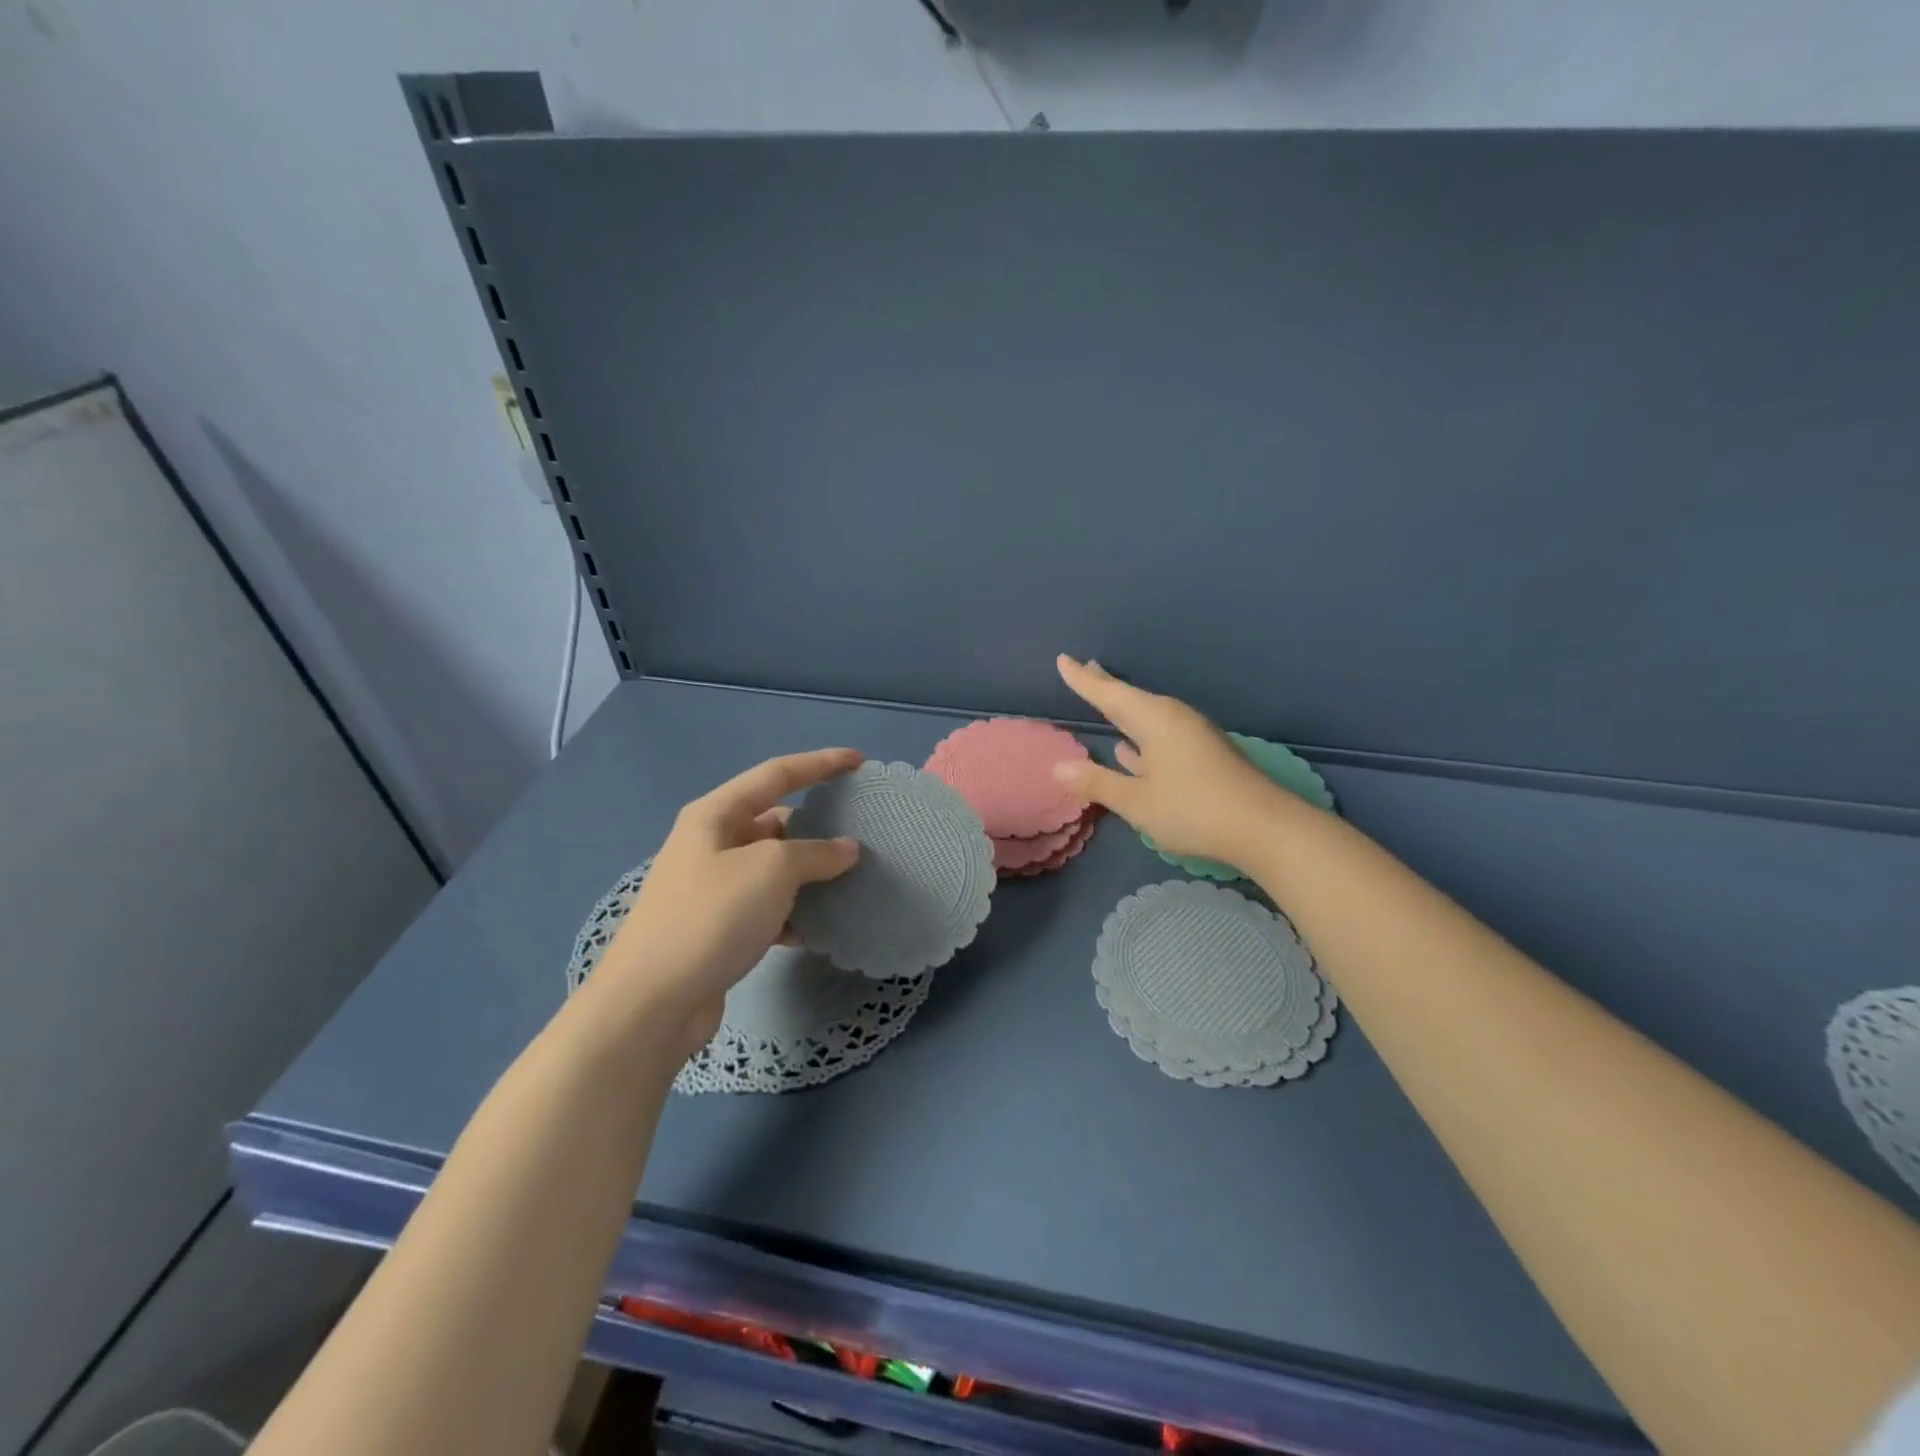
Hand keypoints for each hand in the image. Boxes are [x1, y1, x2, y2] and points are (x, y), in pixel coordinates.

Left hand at [592, 749, 862, 1059]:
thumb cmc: (711, 917)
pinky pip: (766, 907)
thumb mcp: (771, 870)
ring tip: (851, 881)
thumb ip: (816, 852)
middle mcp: (710, 844)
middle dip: (817, 827)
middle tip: (861, 833)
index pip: (777, 774)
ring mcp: (712, 888)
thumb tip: (847, 849)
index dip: (820, 764)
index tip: (859, 761)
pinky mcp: (717, 928)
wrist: (653, 1002)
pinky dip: (792, 913)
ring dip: (809, 875)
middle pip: (775, 822)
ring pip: (773, 868)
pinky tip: (817, 929)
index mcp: (715, 815)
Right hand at [1053, 655, 1295, 870]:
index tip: (1063, 659)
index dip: (1083, 679)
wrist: (1265, 828)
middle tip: (1086, 668)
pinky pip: (1161, 736)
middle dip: (1106, 687)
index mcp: (1154, 720)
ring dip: (1125, 712)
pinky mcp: (1204, 757)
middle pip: (1131, 699)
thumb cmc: (1194, 809)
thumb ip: (1097, 783)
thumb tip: (1059, 766)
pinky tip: (1131, 750)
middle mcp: (1173, 720)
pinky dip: (1141, 737)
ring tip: (1107, 702)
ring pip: (1147, 718)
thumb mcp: (1137, 801)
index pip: (1108, 693)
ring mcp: (1192, 738)